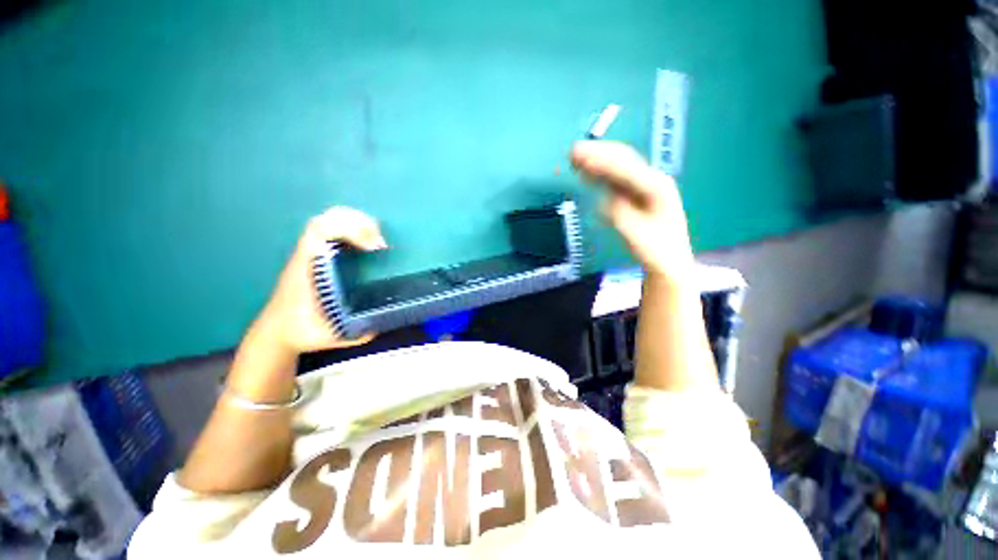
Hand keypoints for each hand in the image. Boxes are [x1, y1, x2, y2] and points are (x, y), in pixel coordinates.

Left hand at [261, 206, 386, 353]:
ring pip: (327, 221)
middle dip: (357, 222)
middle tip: (379, 240)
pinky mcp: (313, 255)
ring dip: (355, 222)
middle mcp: (306, 255)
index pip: (320, 232)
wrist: (276, 331)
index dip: (350, 230)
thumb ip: (359, 333)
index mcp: (306, 268)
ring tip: (376, 237)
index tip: (374, 247)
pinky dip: (350, 228)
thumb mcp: (332, 336)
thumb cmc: (301, 332)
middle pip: (325, 219)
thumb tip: (384, 322)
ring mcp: (308, 253)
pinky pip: (330, 231)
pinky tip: (365, 242)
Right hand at [571, 141, 694, 282]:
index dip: (602, 161)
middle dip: (598, 153)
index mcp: (657, 188)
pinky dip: (600, 173)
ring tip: (574, 157)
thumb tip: (603, 201)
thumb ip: (621, 216)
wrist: (669, 260)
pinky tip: (587, 172)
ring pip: (618, 166)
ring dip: (597, 160)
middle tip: (572, 151)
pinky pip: (616, 179)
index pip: (626, 169)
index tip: (581, 158)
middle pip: (623, 160)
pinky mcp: (636, 193)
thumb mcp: (638, 238)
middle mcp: (653, 180)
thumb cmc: (656, 252)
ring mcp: (645, 186)